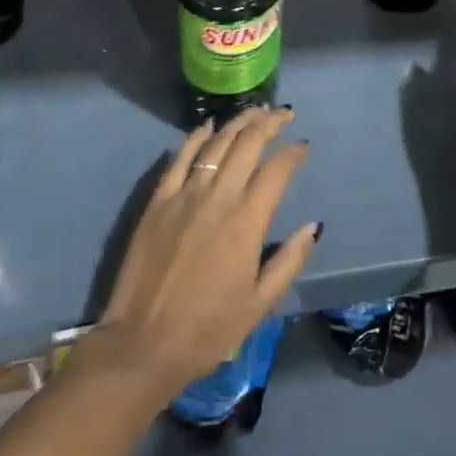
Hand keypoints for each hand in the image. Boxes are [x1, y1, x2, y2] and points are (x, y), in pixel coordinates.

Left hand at [82, 107, 318, 404]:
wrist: (142, 344)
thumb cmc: (207, 330)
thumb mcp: (259, 304)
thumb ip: (289, 261)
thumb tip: (312, 226)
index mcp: (247, 222)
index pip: (277, 170)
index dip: (294, 153)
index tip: (303, 146)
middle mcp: (218, 198)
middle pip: (247, 144)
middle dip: (269, 123)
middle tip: (283, 114)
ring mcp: (185, 195)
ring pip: (216, 144)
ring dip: (238, 123)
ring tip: (255, 111)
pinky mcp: (158, 201)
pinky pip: (180, 158)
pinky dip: (196, 138)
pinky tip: (207, 126)